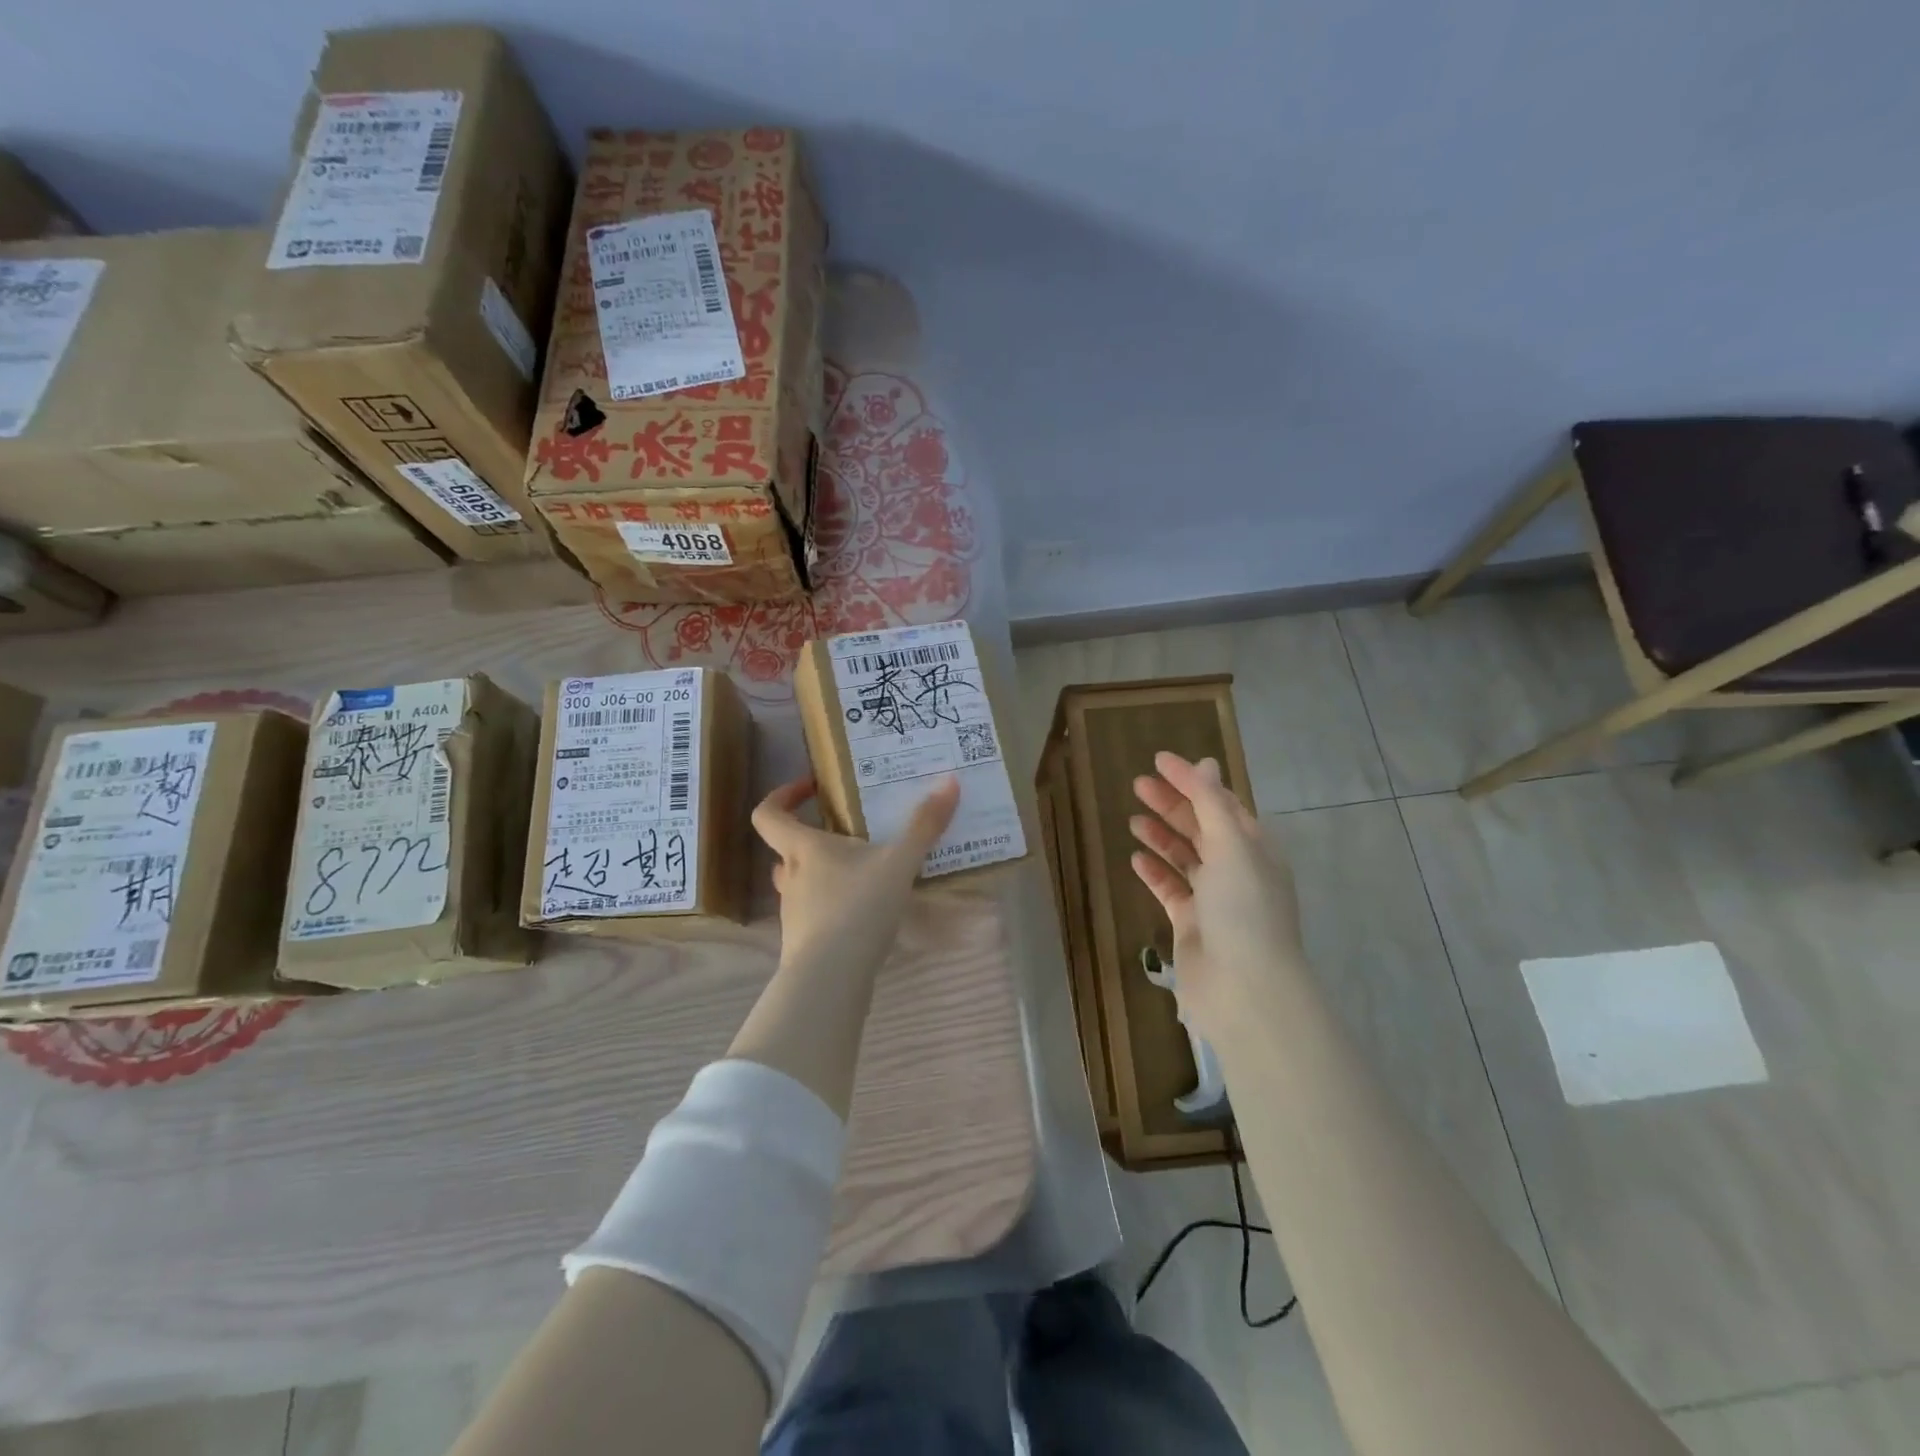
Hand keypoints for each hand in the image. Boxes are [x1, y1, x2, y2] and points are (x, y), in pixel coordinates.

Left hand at [752, 774, 960, 976]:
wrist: (831, 978)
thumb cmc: (858, 908)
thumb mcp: (899, 862)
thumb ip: (924, 825)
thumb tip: (949, 781)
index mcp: (803, 849)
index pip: (768, 814)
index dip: (783, 797)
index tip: (811, 789)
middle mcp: (790, 877)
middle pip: (788, 850)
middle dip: (815, 841)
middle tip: (850, 837)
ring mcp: (793, 913)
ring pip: (801, 884)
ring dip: (825, 876)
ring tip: (864, 876)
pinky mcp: (803, 943)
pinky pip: (815, 915)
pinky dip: (834, 909)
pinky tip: (865, 916)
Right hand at [1129, 751, 1304, 1036]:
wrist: (1244, 988)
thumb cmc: (1243, 908)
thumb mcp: (1231, 846)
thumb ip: (1212, 803)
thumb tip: (1204, 762)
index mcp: (1254, 848)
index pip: (1221, 803)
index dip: (1193, 780)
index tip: (1158, 761)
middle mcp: (1237, 870)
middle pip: (1201, 827)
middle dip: (1172, 804)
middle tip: (1137, 785)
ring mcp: (1214, 899)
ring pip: (1185, 857)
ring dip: (1161, 836)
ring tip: (1132, 819)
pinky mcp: (1192, 925)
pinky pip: (1171, 889)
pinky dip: (1155, 872)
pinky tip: (1135, 859)